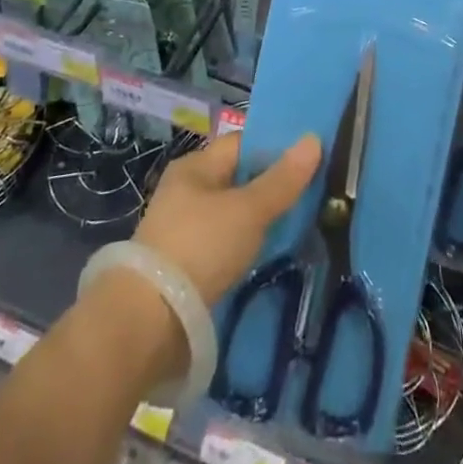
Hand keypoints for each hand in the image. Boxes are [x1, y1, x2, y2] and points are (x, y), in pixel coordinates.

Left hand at [135, 130, 321, 304]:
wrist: (147, 324)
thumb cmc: (200, 247)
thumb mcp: (248, 210)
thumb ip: (282, 179)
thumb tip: (314, 139)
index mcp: (195, 167)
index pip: (241, 144)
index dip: (274, 147)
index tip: (309, 158)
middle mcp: (186, 192)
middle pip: (238, 180)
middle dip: (271, 187)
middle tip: (313, 194)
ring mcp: (182, 231)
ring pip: (233, 215)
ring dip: (260, 221)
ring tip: (299, 225)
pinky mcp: (184, 268)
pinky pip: (224, 246)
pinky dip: (246, 248)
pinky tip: (269, 256)